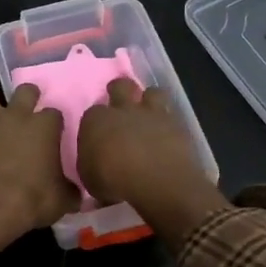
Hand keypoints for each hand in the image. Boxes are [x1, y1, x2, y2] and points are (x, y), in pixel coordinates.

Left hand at [0, 64, 78, 250]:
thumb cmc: (32, 201)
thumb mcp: (62, 199)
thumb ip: (69, 190)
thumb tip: (76, 192)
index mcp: (44, 128)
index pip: (55, 115)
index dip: (55, 121)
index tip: (56, 129)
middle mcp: (16, 117)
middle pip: (25, 92)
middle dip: (28, 92)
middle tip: (28, 93)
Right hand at [78, 78, 226, 244]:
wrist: (157, 180)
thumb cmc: (113, 180)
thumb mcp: (89, 179)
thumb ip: (91, 165)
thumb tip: (95, 165)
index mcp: (96, 120)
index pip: (91, 114)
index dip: (95, 123)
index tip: (98, 135)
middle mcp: (123, 109)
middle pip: (120, 86)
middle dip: (120, 91)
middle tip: (121, 107)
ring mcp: (152, 113)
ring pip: (152, 92)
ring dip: (150, 101)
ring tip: (149, 116)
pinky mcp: (176, 124)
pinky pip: (171, 115)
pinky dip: (168, 122)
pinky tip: (167, 134)